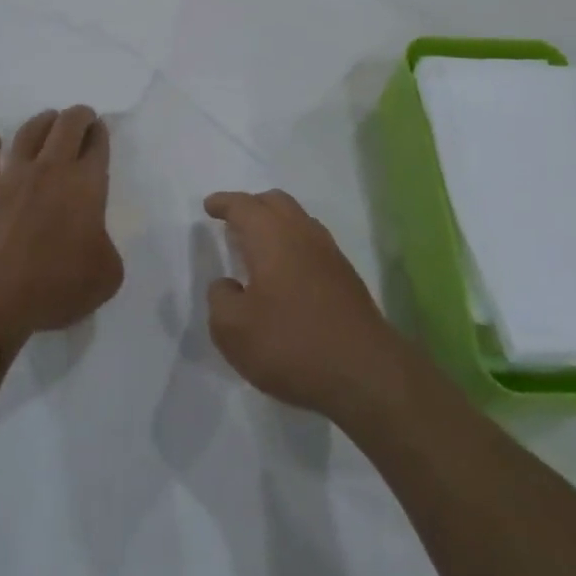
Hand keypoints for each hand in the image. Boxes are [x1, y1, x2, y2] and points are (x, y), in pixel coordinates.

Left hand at [0, 106, 122, 341]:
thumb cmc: (55, 285)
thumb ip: (107, 249)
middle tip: (82, 116)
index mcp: (86, 186)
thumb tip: (93, 241)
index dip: (100, 134)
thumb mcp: (106, 276)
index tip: (100, 129)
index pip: (97, 147)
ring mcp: (12, 177)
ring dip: (41, 122)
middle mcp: (50, 170)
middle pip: (66, 126)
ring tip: (48, 118)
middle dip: (78, 116)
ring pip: (28, 133)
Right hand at [204, 190, 405, 421]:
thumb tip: (227, 285)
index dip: (223, 203)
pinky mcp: (346, 277)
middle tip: (233, 222)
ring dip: (275, 225)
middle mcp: (301, 233)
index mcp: (270, 235)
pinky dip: (293, 246)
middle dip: (252, 206)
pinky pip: (312, 244)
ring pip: (298, 221)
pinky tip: (286, 274)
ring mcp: (329, 253)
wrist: (366, 373)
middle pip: (275, 202)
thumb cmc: (291, 344)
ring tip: (257, 247)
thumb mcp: (234, 330)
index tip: (210, 206)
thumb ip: (220, 300)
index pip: (242, 206)